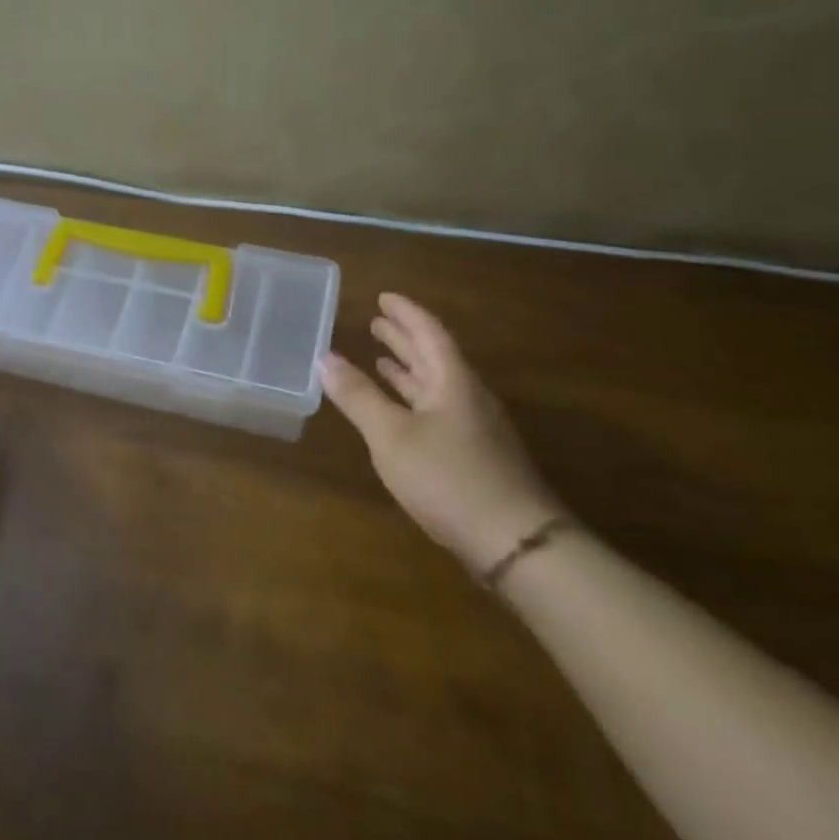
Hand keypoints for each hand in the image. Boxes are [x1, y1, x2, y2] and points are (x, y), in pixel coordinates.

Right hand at [321, 293, 566, 575]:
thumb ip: (358, 396)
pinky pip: (438, 410)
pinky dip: (414, 400)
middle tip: (375, 321)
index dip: (405, 313)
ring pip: (436, 385)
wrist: (514, 542)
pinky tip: (401, 412)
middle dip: (404, 338)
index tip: (383, 296)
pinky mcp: (475, 456)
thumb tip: (324, 357)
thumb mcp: (391, 435)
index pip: (428, 332)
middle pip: (434, 356)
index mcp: (452, 381)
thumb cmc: (447, 477)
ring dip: (408, 369)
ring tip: (382, 358)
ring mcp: (474, 428)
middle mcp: (467, 396)